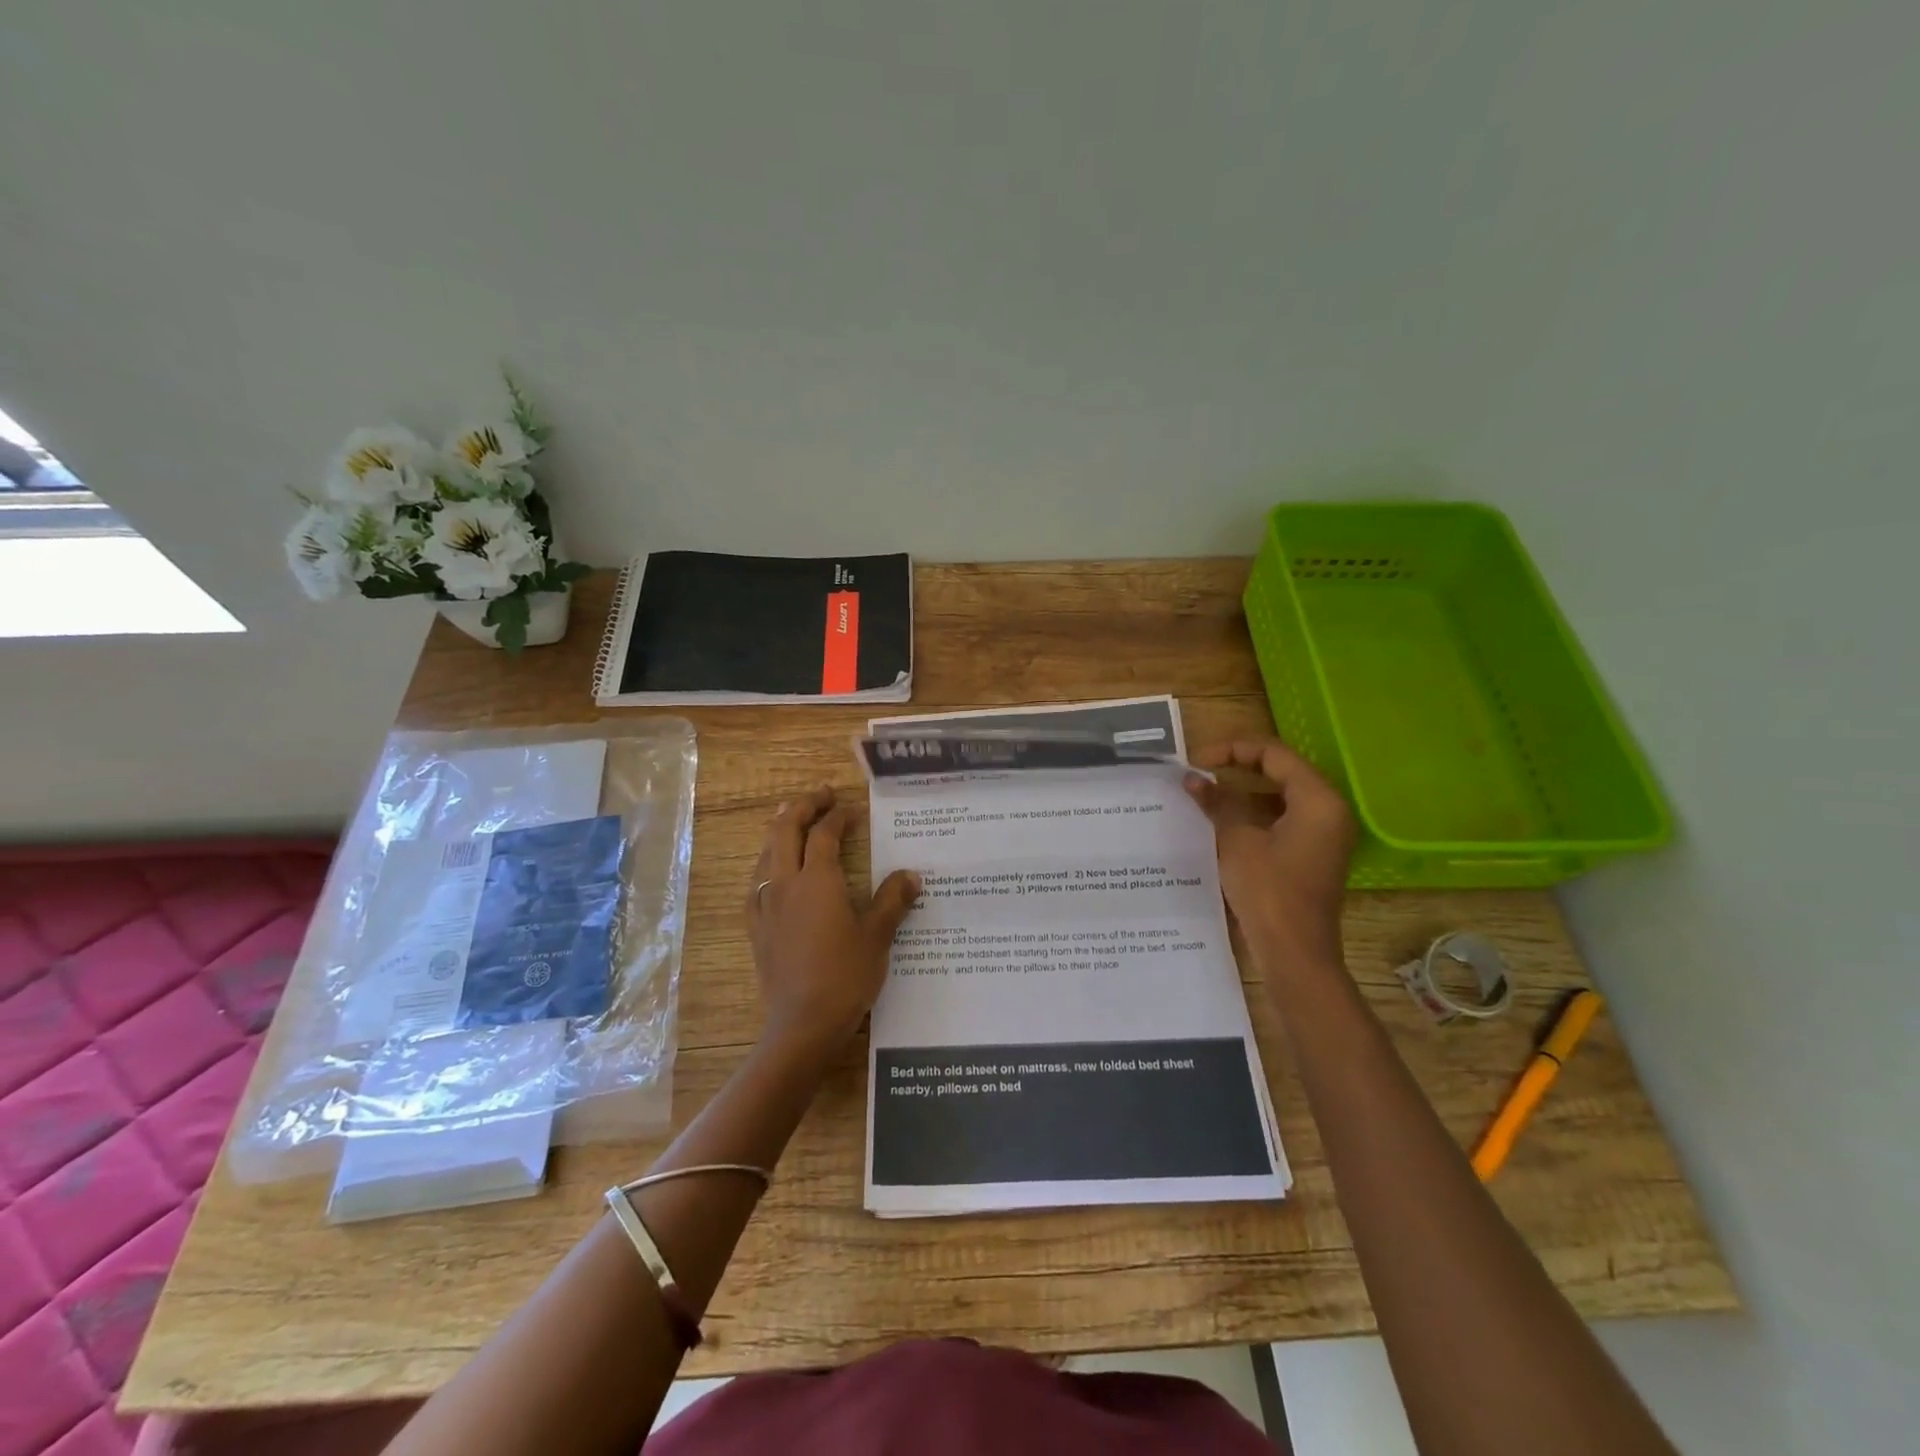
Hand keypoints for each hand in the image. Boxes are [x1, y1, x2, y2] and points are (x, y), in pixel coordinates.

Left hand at [746, 786, 919, 1057]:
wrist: (802, 1024)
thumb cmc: (845, 976)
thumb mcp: (877, 936)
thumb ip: (893, 900)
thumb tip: (912, 875)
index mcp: (817, 880)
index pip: (825, 834)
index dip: (839, 816)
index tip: (854, 810)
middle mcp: (786, 884)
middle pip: (785, 830)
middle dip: (802, 807)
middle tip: (821, 795)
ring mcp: (765, 905)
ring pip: (766, 853)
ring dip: (781, 830)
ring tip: (792, 818)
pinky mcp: (756, 928)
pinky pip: (757, 882)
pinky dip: (767, 864)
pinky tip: (773, 872)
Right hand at [1185, 739, 1357, 975]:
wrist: (1294, 952)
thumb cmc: (1268, 891)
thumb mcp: (1236, 841)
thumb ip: (1216, 803)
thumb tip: (1192, 779)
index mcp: (1318, 799)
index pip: (1274, 754)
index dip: (1232, 750)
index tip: (1197, 761)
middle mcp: (1328, 810)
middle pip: (1280, 771)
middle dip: (1237, 768)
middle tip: (1199, 772)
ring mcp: (1322, 834)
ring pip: (1279, 796)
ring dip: (1242, 792)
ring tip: (1203, 794)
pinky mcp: (1311, 853)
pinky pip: (1281, 819)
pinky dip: (1252, 814)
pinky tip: (1221, 820)